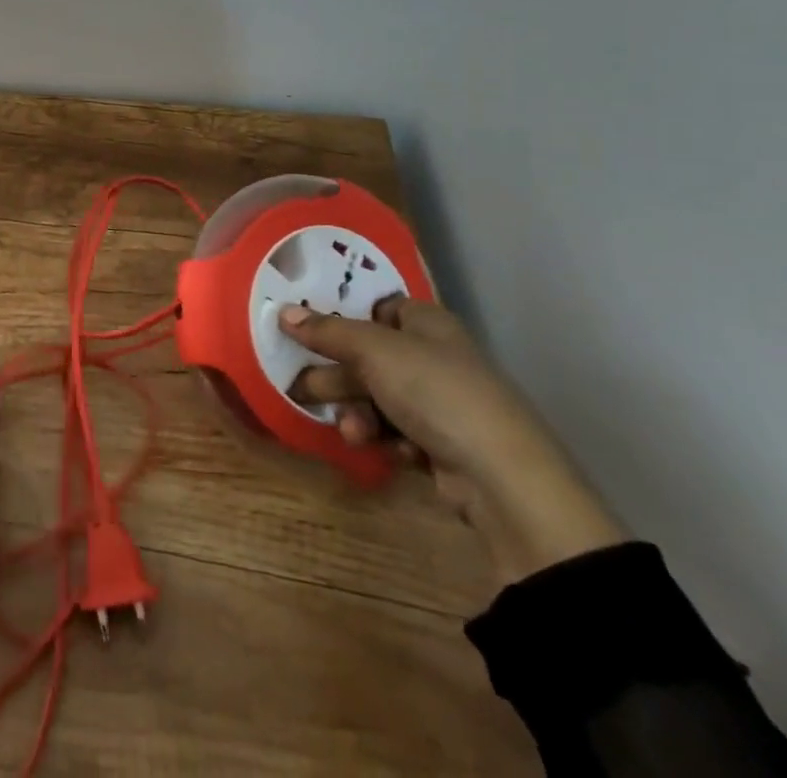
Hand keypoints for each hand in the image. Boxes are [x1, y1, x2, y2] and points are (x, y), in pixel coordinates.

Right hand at [279, 299, 624, 587]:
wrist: (503, 478)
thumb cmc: (436, 392)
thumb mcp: (373, 352)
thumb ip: (327, 332)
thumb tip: (283, 312)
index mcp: (427, 324)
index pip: (379, 308)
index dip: (345, 317)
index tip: (307, 328)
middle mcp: (434, 357)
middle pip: (369, 357)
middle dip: (336, 375)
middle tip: (299, 387)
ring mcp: (440, 403)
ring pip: (378, 398)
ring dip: (357, 413)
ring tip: (350, 431)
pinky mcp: (442, 444)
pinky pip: (396, 432)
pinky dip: (384, 439)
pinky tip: (385, 450)